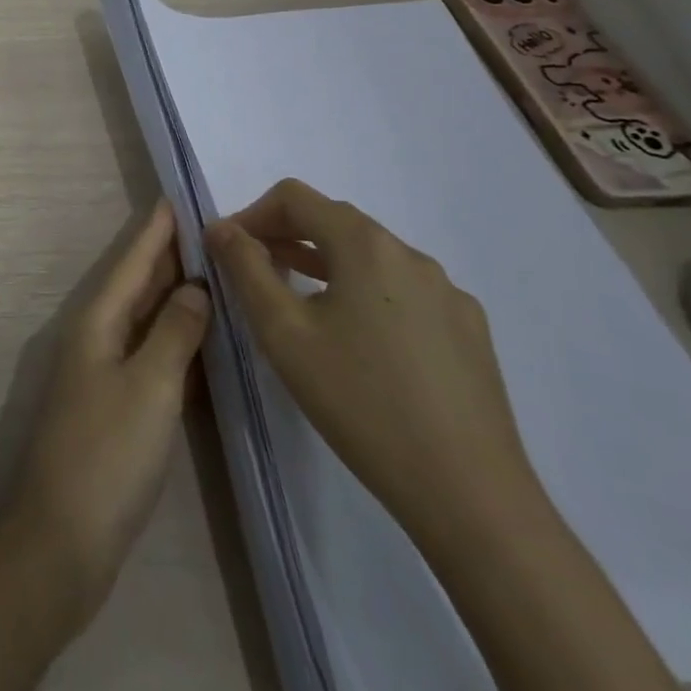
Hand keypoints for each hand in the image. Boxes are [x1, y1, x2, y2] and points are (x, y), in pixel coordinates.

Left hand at [3, 203, 211, 625]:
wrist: (64, 537)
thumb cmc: (108, 454)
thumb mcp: (151, 387)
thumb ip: (175, 332)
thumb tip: (195, 287)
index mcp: (97, 322)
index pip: (132, 261)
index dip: (156, 230)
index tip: (179, 197)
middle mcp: (96, 337)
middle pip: (136, 285)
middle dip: (169, 256)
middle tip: (211, 230)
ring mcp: (104, 372)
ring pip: (144, 319)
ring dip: (174, 295)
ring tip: (214, 271)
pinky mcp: (116, 405)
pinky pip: (150, 354)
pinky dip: (175, 338)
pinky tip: (201, 337)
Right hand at [204, 180, 543, 546]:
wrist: (469, 493)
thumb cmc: (360, 402)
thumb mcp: (283, 332)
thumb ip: (246, 268)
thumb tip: (221, 228)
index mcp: (366, 245)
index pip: (295, 197)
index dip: (251, 213)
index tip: (227, 250)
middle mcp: (411, 255)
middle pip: (334, 221)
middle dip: (284, 236)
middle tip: (252, 273)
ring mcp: (448, 293)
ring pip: (369, 257)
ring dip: (322, 263)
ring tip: (294, 300)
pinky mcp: (468, 330)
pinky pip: (402, 290)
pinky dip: (363, 292)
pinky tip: (356, 340)